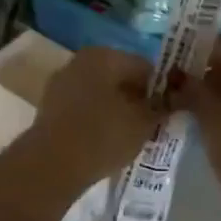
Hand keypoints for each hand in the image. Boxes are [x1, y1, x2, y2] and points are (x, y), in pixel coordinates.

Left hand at [23, 46, 163, 190]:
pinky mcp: (50, 107)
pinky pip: (84, 108)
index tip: (170, 112)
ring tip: (130, 136)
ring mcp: (61, 83)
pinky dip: (97, 119)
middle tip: (152, 125)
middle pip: (120, 78)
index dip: (162, 90)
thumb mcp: (144, 122)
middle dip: (137, 98)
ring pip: (101, 93)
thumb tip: (170, 100)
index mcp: (104, 55)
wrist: (51, 165)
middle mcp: (80, 61)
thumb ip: (161, 107)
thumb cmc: (103, 135)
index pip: (144, 67)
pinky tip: (106, 141)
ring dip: (117, 109)